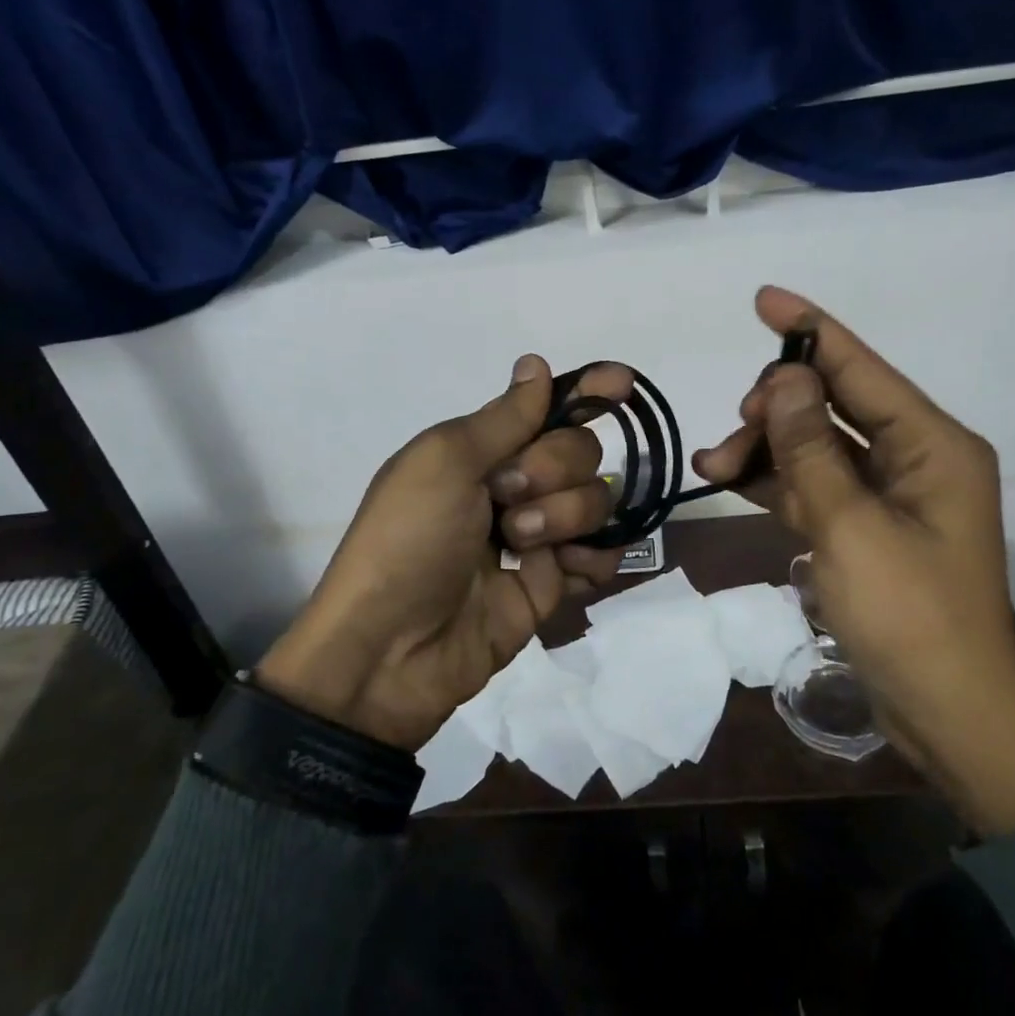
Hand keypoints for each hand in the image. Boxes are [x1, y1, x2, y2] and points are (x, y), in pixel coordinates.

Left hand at [256, 356, 629, 749]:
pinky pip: (601, 556)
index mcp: (482, 450)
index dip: (588, 392)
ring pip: (596, 501)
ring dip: (564, 517)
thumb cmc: (408, 539)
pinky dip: (592, 559)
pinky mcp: (552, 585)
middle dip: (553, 469)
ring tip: (520, 547)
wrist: (391, 650)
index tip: (623, 382)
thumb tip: (536, 364)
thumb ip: (502, 417)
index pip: (548, 408)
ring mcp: (537, 537)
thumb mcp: (443, 463)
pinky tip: (563, 569)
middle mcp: (514, 486)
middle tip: (506, 499)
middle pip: (580, 452)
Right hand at [695, 287, 1014, 835]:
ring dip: (765, 449)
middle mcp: (914, 458)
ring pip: (815, 447)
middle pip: (832, 406)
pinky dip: (775, 482)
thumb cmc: (910, 616)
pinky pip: (814, 486)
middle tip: (732, 433)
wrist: (950, 714)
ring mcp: (889, 496)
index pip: (861, 367)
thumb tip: (779, 379)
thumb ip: (810, 449)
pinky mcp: (867, 529)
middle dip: (775, 410)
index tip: (763, 299)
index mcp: (931, 444)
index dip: (810, 330)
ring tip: (712, 465)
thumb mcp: (850, 526)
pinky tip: (731, 481)